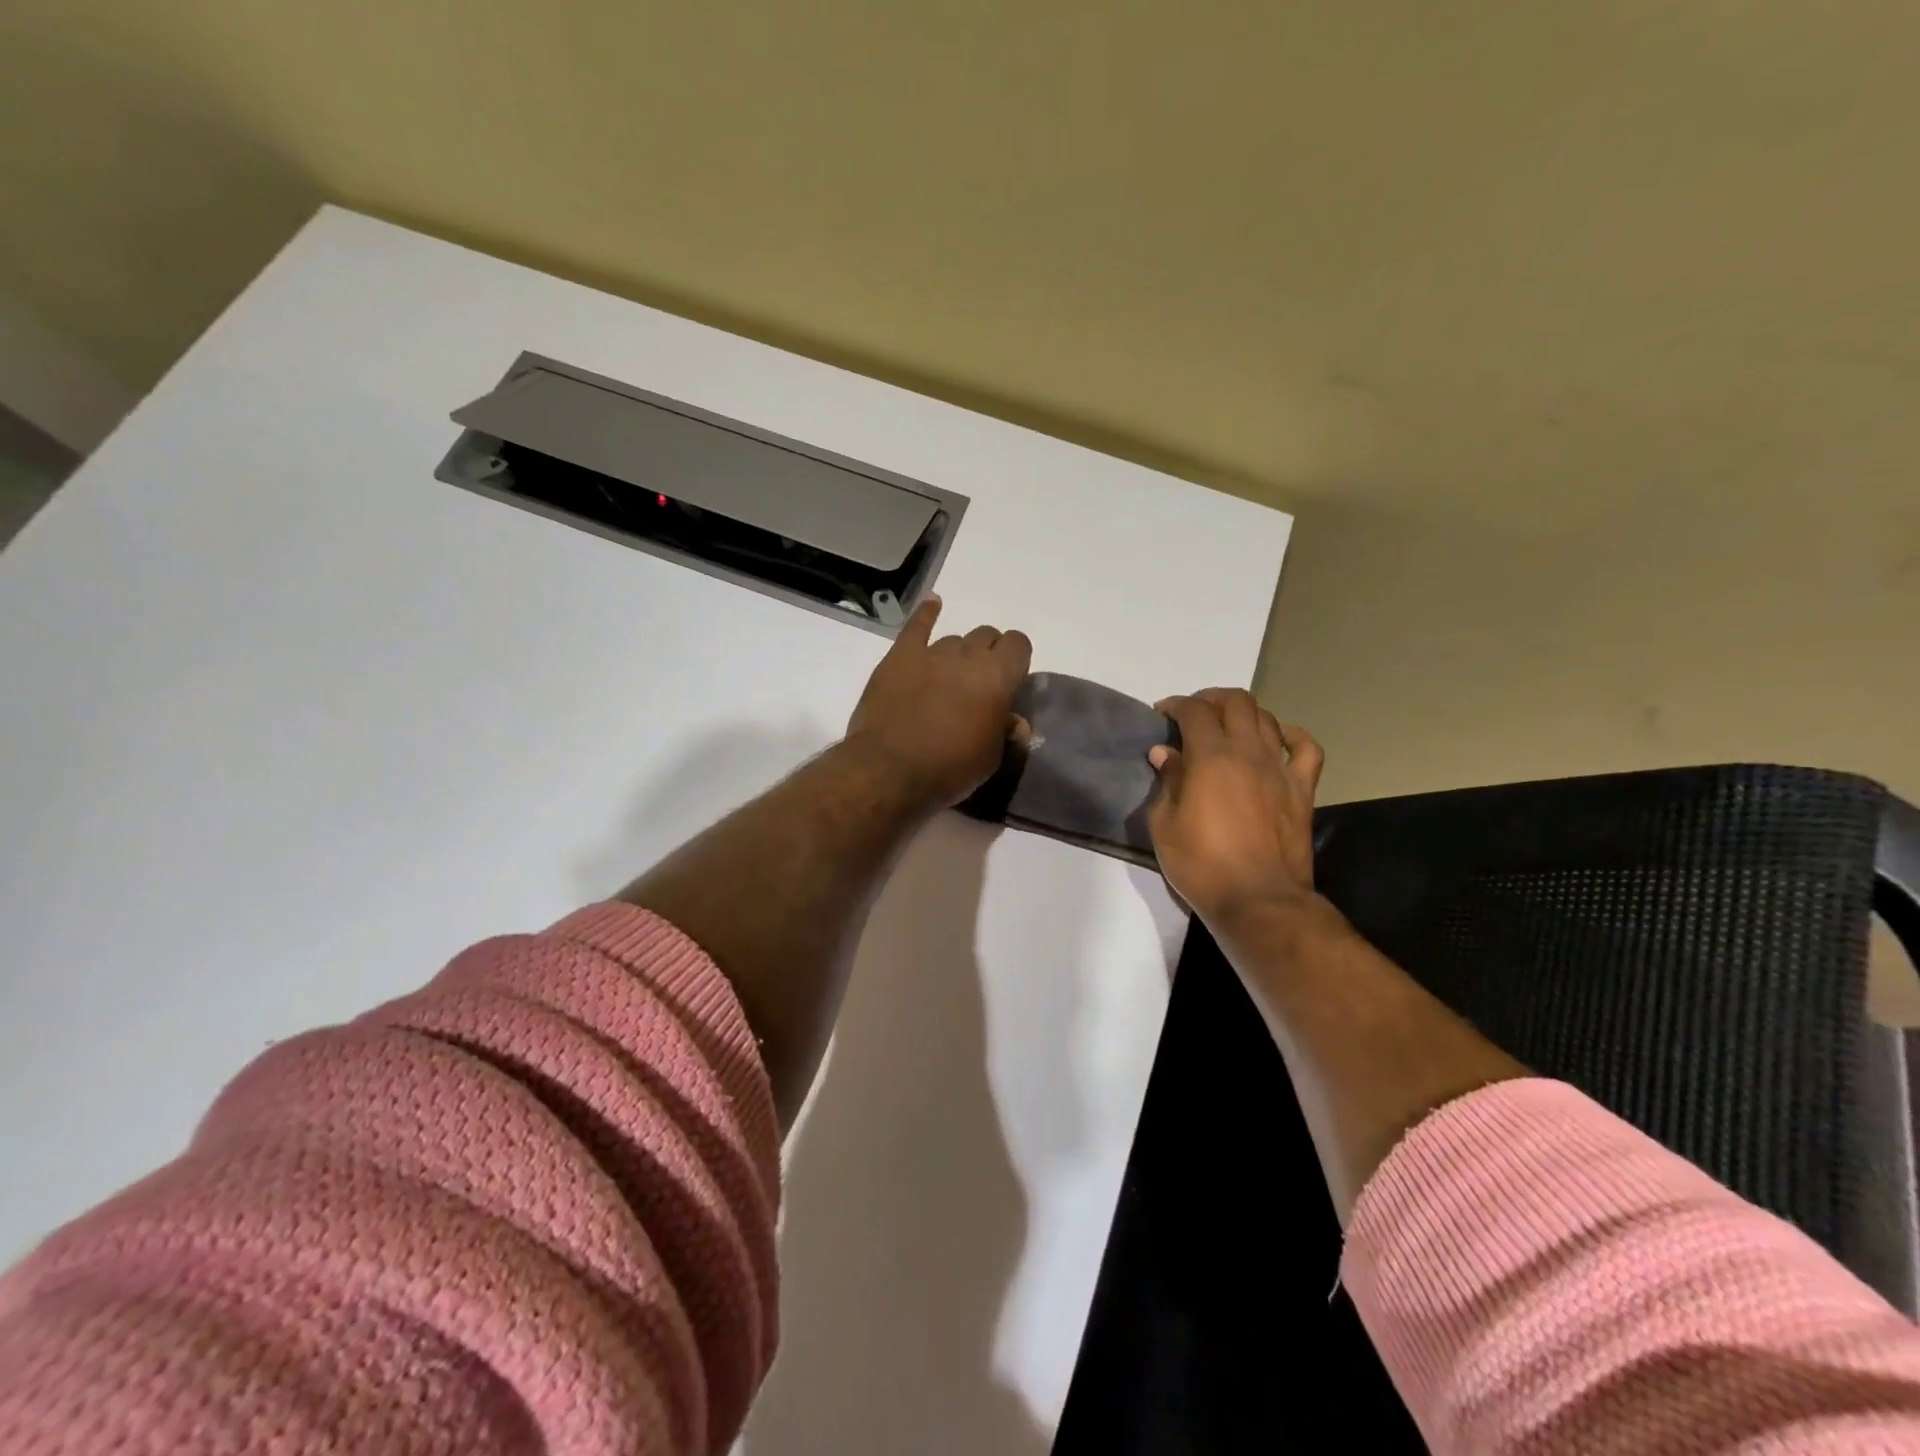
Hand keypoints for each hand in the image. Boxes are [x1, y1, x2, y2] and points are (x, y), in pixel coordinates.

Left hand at [845, 596, 1031, 807]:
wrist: (890, 770)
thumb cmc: (949, 769)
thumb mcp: (991, 759)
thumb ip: (1006, 732)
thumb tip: (1013, 721)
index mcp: (998, 676)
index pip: (1019, 644)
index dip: (1016, 659)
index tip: (1010, 681)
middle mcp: (968, 655)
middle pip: (987, 635)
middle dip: (988, 654)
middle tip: (978, 684)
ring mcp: (931, 652)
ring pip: (954, 639)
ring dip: (957, 654)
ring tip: (948, 679)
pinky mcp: (900, 657)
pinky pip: (916, 626)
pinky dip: (927, 613)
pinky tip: (933, 603)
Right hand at [1147, 689, 1324, 926]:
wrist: (1258, 900)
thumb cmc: (1202, 865)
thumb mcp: (1164, 825)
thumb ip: (1166, 782)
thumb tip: (1165, 753)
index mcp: (1211, 757)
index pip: (1194, 711)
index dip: (1175, 705)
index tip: (1162, 713)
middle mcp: (1248, 752)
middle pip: (1236, 702)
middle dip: (1211, 699)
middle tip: (1194, 714)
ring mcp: (1280, 768)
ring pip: (1267, 718)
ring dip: (1244, 714)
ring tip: (1227, 726)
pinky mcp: (1302, 789)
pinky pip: (1306, 748)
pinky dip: (1291, 735)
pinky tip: (1278, 739)